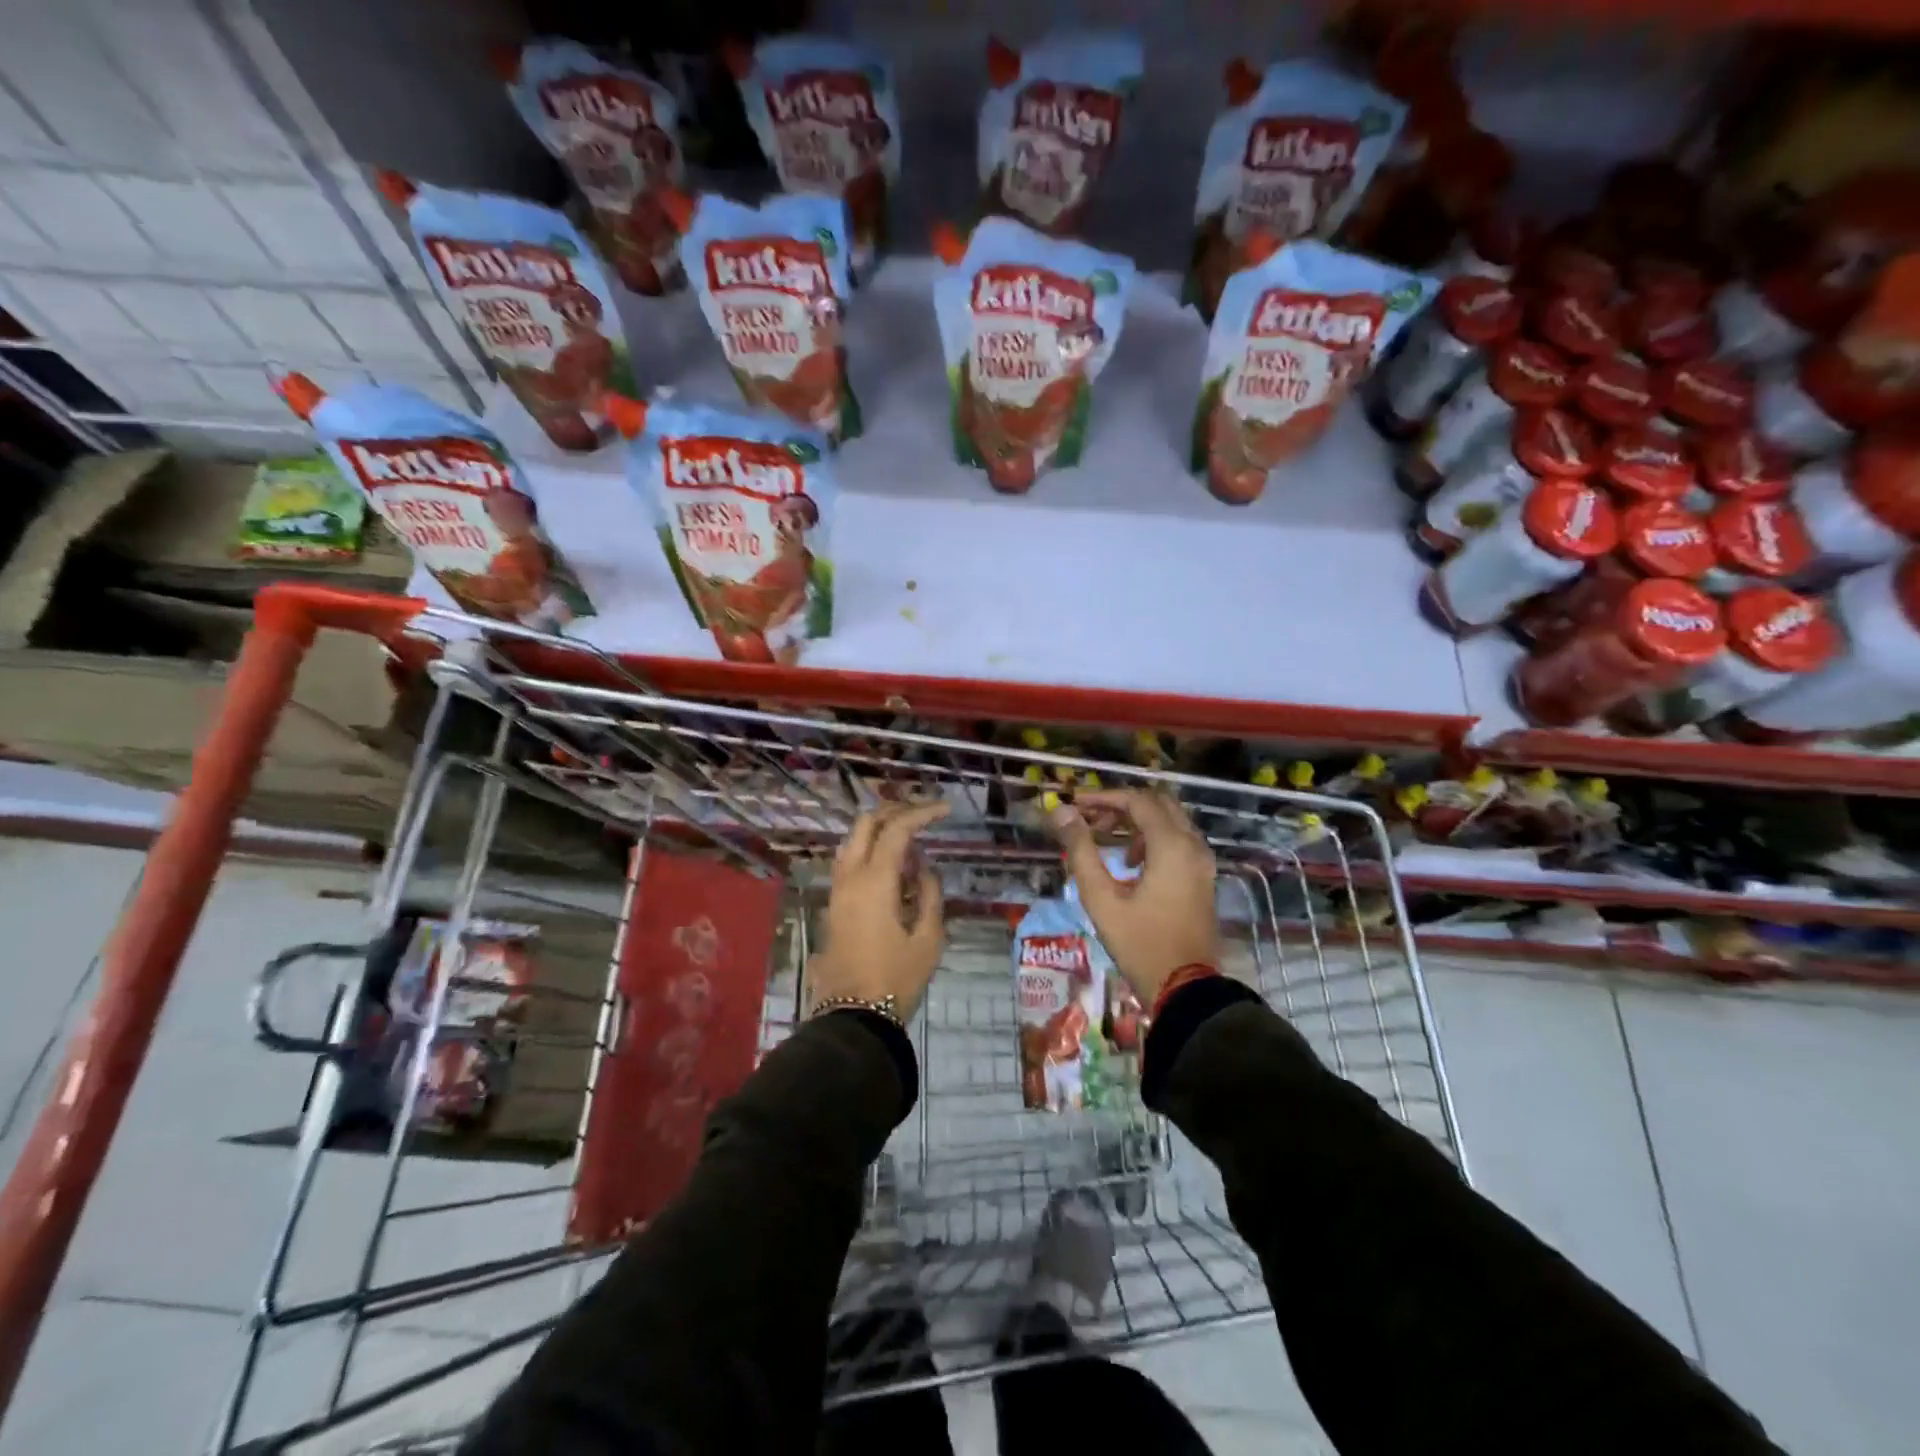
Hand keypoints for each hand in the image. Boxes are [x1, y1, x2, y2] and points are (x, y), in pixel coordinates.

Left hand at [808, 800, 949, 1019]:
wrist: (853, 1016)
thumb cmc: (896, 979)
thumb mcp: (928, 939)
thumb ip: (929, 895)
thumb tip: (924, 870)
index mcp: (874, 880)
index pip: (897, 829)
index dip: (922, 813)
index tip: (945, 811)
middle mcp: (850, 876)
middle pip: (866, 823)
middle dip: (896, 811)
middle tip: (924, 815)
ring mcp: (837, 889)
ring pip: (854, 840)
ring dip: (880, 829)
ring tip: (911, 839)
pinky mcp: (834, 904)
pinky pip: (850, 861)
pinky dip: (871, 850)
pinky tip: (893, 866)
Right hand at [1051, 789, 1218, 1004]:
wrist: (1186, 988)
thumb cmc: (1140, 943)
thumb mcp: (1101, 898)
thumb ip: (1081, 851)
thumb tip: (1063, 813)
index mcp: (1172, 846)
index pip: (1138, 801)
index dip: (1104, 797)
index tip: (1075, 805)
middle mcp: (1193, 845)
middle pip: (1158, 804)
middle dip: (1121, 805)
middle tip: (1090, 819)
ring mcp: (1202, 862)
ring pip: (1170, 821)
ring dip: (1137, 821)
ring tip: (1105, 839)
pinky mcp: (1202, 877)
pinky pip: (1178, 840)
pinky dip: (1153, 838)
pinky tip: (1130, 862)